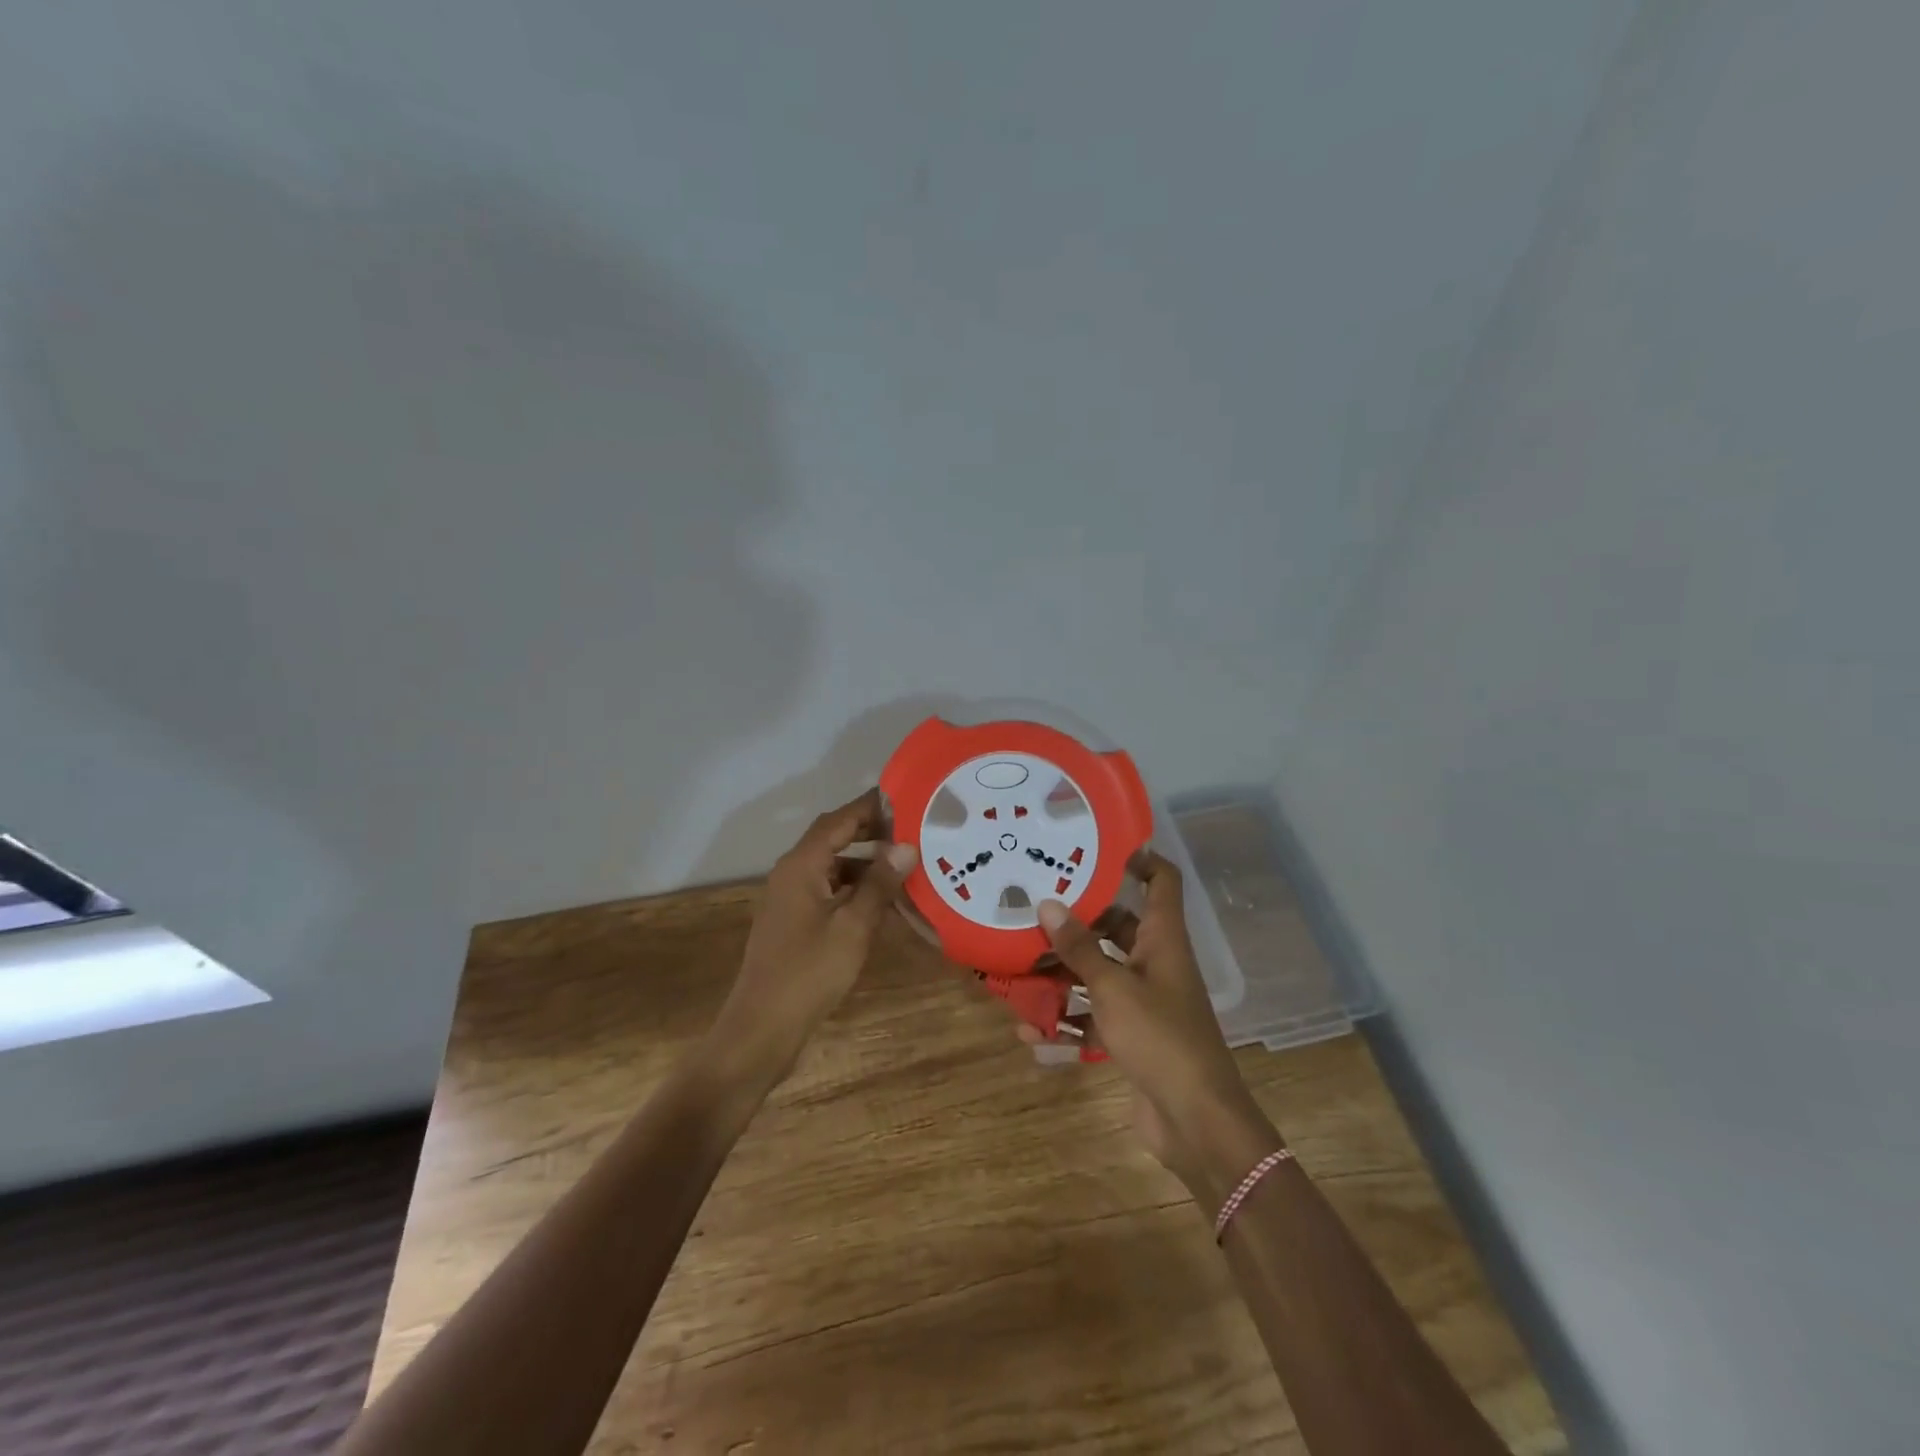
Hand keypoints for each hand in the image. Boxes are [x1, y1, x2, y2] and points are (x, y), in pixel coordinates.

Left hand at [711, 788, 917, 1084]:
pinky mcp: (792, 921)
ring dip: (864, 863)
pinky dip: (853, 888)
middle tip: (911, 830)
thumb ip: (879, 884)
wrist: (762, 1027)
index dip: (870, 807)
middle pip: (833, 839)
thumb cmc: (809, 972)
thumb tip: (906, 846)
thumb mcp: (854, 927)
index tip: (905, 798)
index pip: (839, 820)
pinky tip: (880, 903)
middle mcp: (791, 873)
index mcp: (801, 866)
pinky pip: (827, 890)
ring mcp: (789, 898)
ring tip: (903, 866)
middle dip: (870, 832)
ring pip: (831, 866)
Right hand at [1030, 852, 1277, 1194]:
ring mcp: (1145, 1002)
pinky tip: (1030, 1033)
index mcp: (1163, 940)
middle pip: (1118, 927)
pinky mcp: (1132, 1038)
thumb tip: (1047, 903)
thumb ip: (1079, 948)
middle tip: (1035, 907)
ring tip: (1019, 967)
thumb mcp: (1113, 987)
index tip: (1098, 846)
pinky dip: (1067, 1024)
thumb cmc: (1160, 1038)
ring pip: (1099, 974)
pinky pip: (1094, 1019)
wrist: (1196, 1121)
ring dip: (1063, 974)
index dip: (1140, 858)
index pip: (1162, 882)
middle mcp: (1156, 963)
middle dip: (1078, 921)